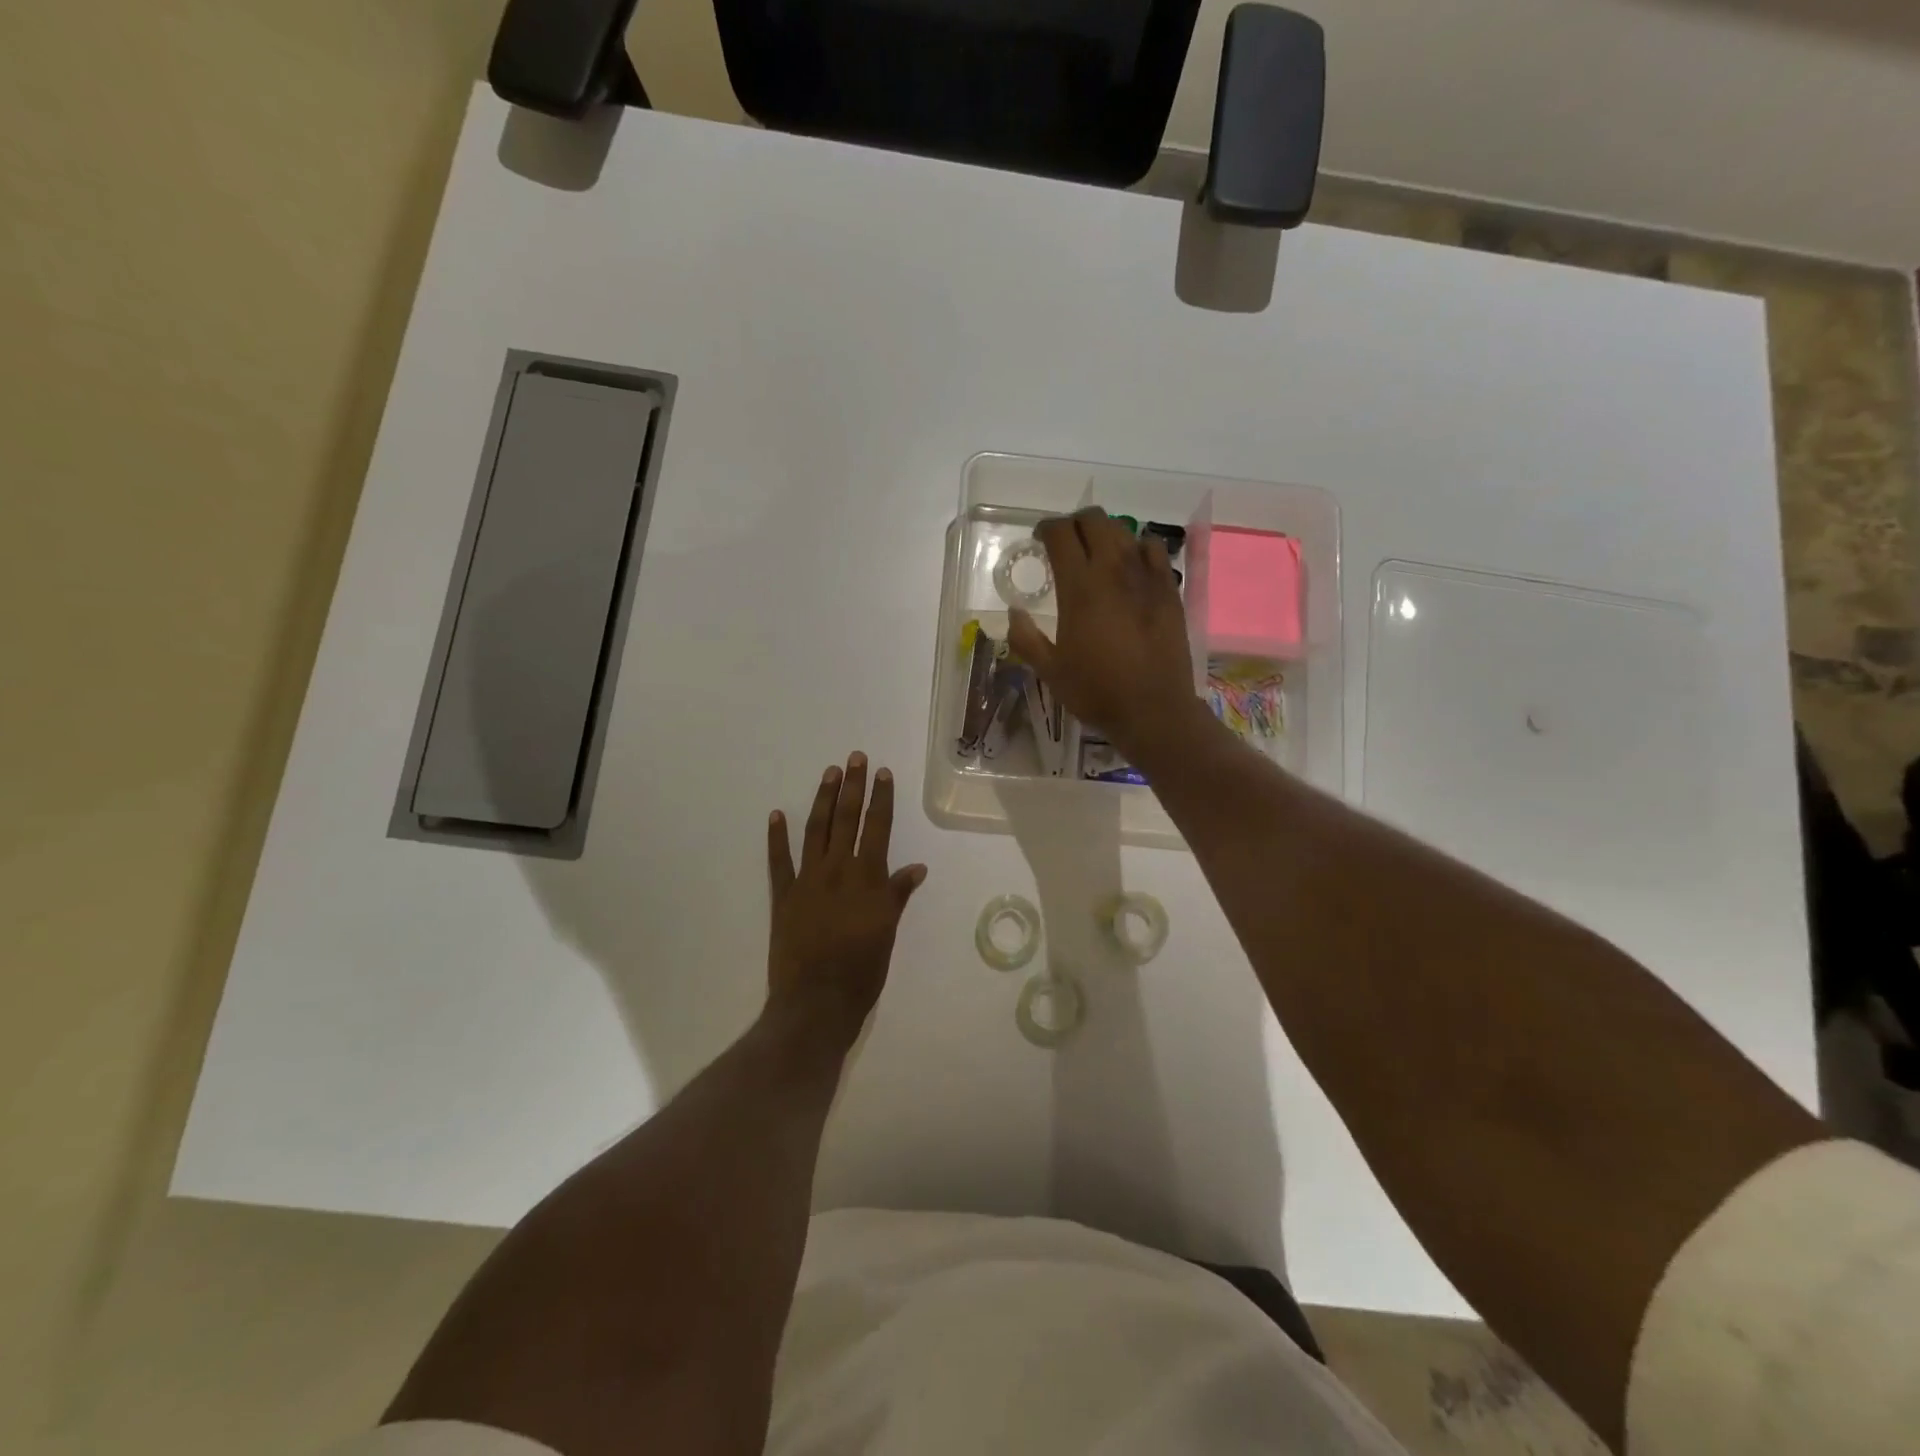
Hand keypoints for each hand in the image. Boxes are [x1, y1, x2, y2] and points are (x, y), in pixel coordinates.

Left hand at [765, 752, 927, 1051]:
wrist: (815, 1003)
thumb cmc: (861, 972)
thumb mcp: (888, 933)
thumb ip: (897, 896)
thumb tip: (916, 867)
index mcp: (868, 879)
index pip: (877, 828)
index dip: (880, 798)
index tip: (882, 772)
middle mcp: (838, 871)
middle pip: (846, 820)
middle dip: (852, 786)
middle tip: (854, 758)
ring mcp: (807, 881)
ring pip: (816, 831)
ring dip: (822, 800)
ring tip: (828, 773)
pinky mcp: (783, 897)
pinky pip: (778, 862)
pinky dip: (777, 837)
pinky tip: (776, 814)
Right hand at [1008, 507, 1201, 758]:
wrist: (1153, 709)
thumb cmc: (1096, 692)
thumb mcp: (1050, 671)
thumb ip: (1025, 638)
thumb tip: (1014, 612)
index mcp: (1079, 588)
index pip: (1060, 534)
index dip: (1046, 528)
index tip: (1039, 538)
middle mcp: (1113, 571)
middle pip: (1094, 520)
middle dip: (1075, 523)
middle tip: (1067, 543)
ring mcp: (1146, 576)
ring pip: (1124, 530)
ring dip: (1105, 533)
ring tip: (1097, 553)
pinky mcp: (1169, 588)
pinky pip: (1153, 548)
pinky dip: (1138, 547)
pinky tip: (1132, 565)